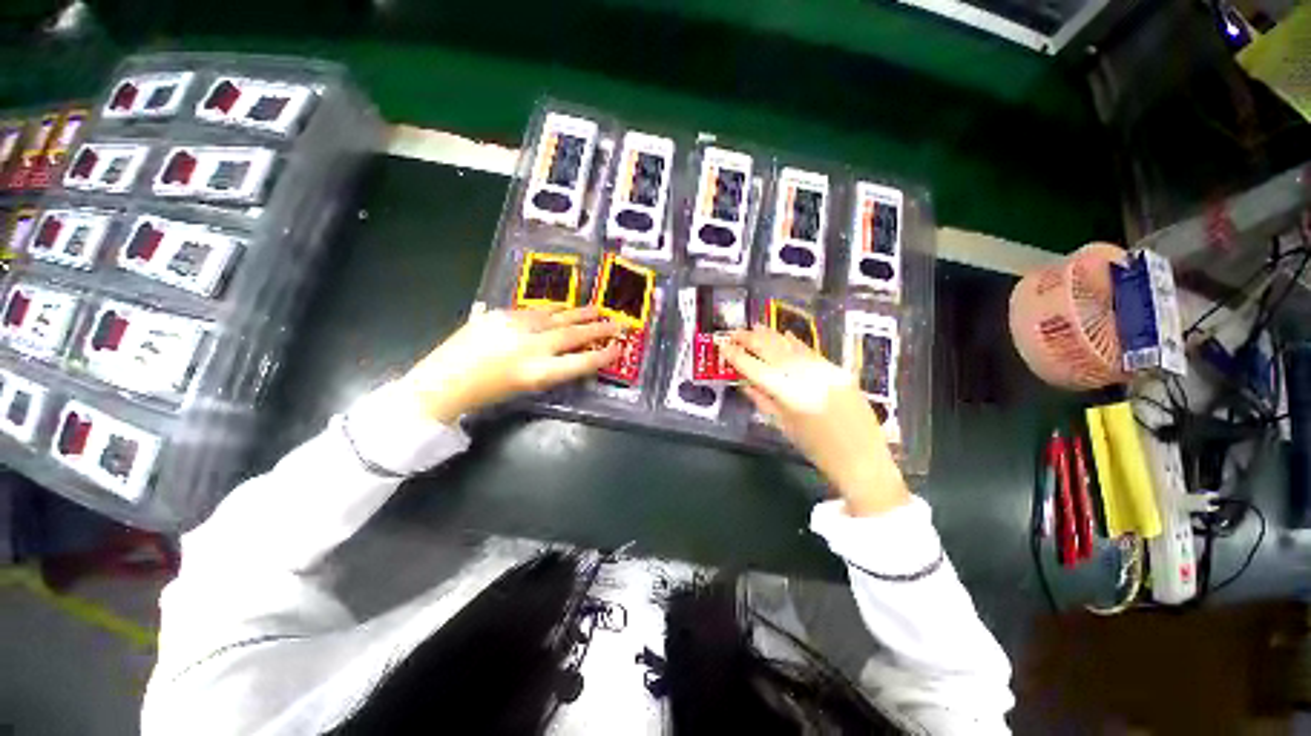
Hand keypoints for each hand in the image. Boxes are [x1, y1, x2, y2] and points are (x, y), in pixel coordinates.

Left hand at [400, 306, 620, 423]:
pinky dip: (554, 310)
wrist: (444, 382)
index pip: (581, 362)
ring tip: (596, 309)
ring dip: (579, 313)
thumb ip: (553, 370)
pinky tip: (563, 308)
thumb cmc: (488, 394)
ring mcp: (516, 327)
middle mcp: (532, 347)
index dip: (602, 355)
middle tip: (616, 323)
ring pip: (556, 316)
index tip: (618, 348)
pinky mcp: (501, 315)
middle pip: (573, 335)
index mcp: (538, 373)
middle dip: (598, 329)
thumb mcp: (527, 388)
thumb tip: (574, 356)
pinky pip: (535, 311)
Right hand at [720, 325, 909, 516]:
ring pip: (791, 346)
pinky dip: (795, 342)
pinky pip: (811, 351)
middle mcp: (806, 376)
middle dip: (750, 339)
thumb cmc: (815, 449)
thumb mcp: (783, 425)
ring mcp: (824, 370)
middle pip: (772, 350)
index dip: (736, 356)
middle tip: (734, 333)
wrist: (860, 458)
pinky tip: (785, 334)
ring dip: (770, 335)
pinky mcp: (838, 370)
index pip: (755, 368)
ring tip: (754, 327)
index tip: (722, 346)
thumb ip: (762, 400)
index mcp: (788, 394)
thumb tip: (744, 382)